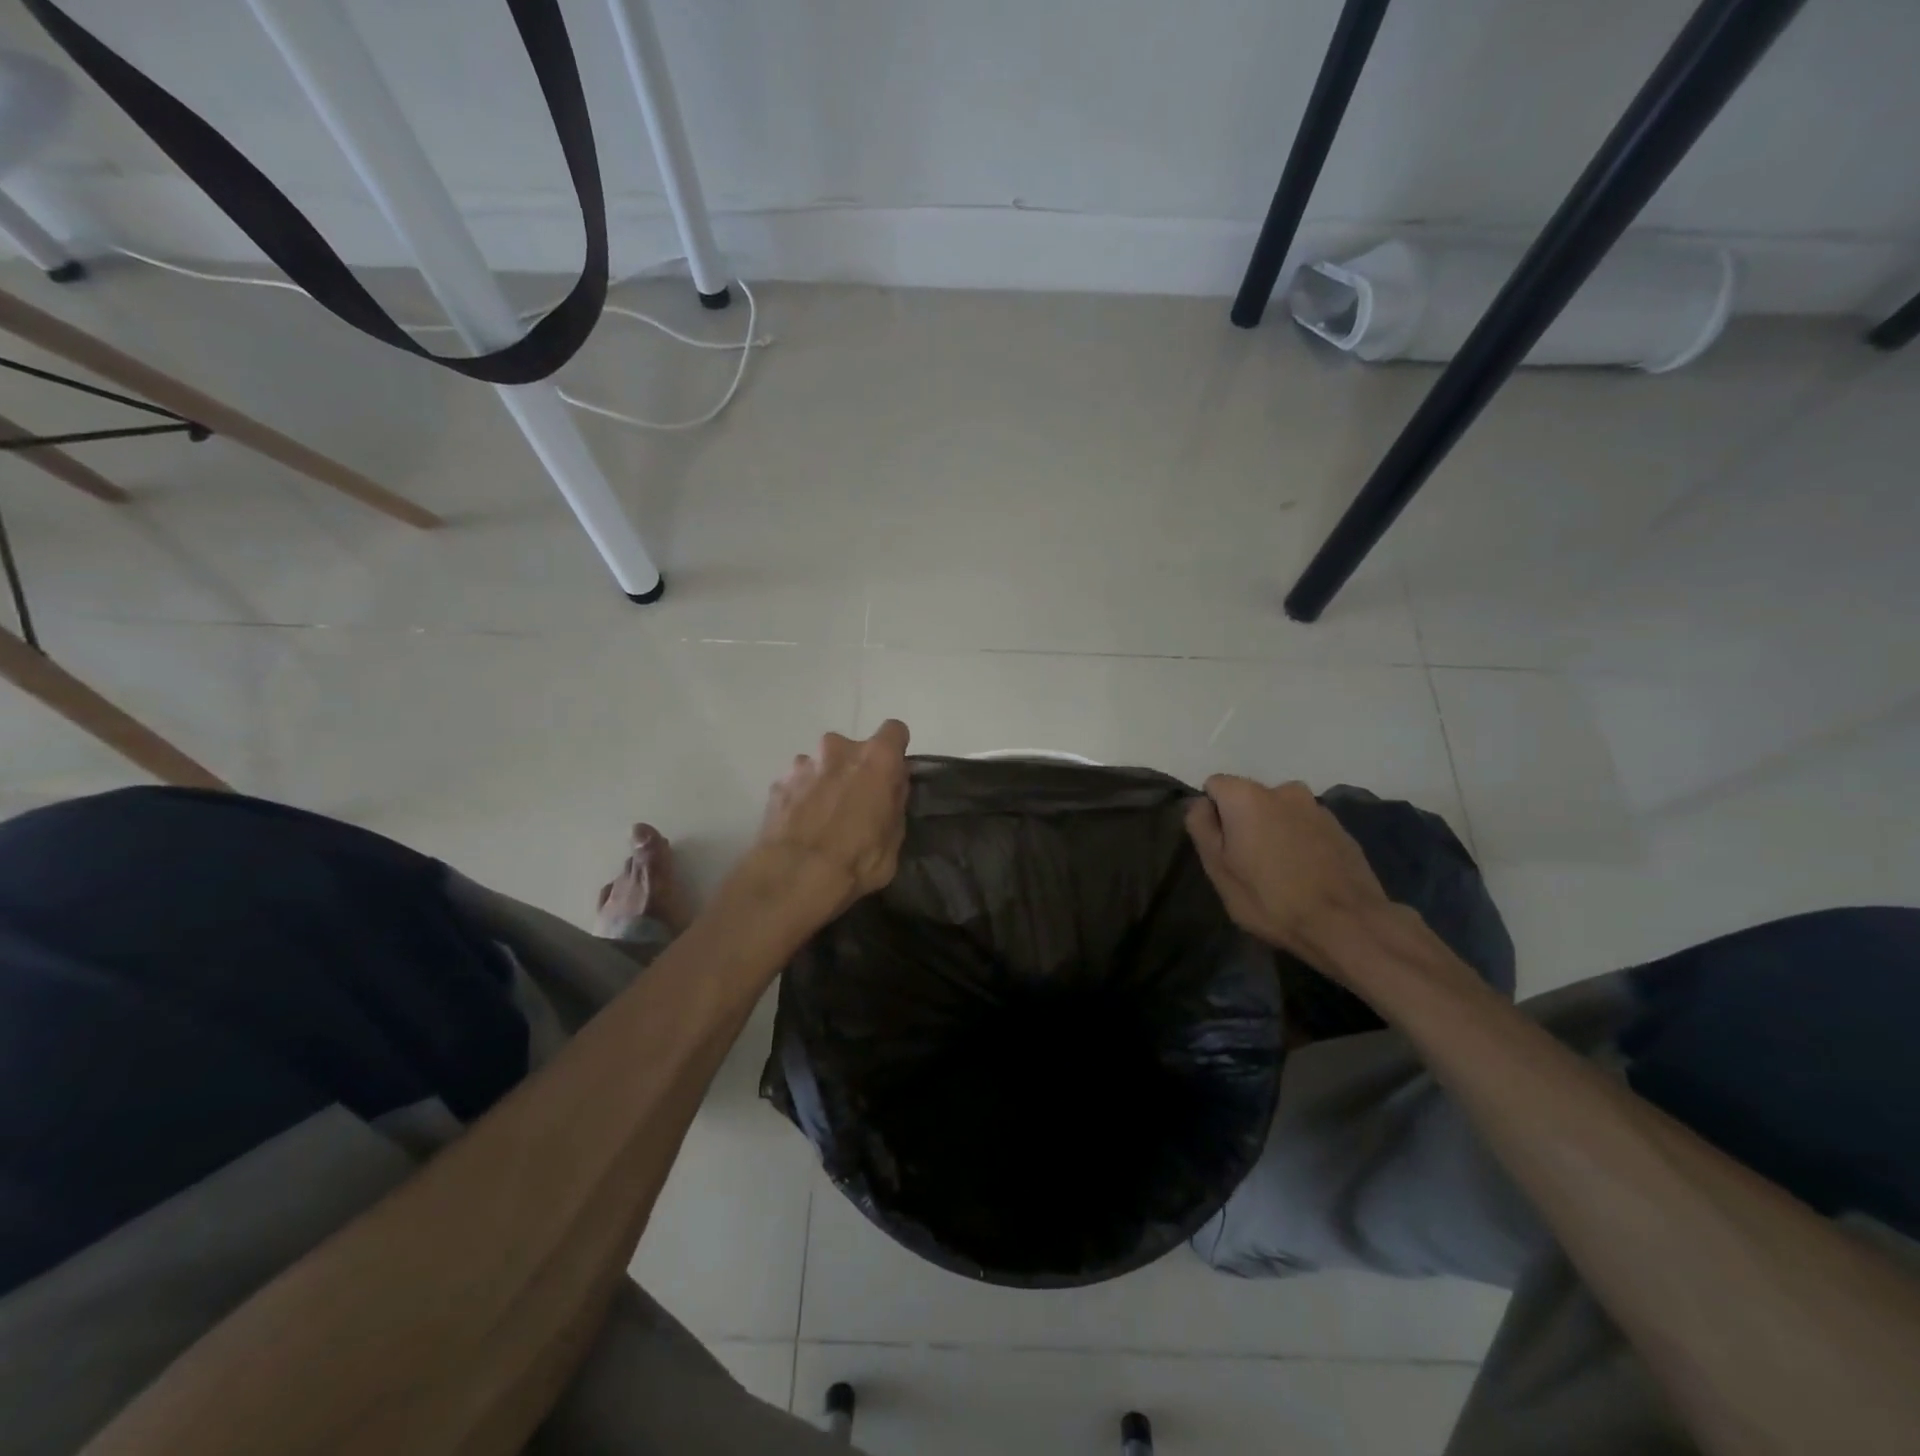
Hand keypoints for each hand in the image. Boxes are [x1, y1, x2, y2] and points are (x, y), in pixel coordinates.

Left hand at [743, 720, 911, 923]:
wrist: (794, 876)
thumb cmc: (857, 859)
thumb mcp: (894, 838)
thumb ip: (894, 802)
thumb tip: (891, 787)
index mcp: (876, 758)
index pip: (894, 731)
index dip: (895, 751)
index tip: (892, 774)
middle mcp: (838, 749)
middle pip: (853, 749)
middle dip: (855, 769)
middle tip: (855, 802)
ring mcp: (803, 764)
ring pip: (821, 765)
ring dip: (825, 781)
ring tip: (822, 817)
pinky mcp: (777, 783)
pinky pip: (797, 783)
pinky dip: (801, 796)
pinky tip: (800, 825)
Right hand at [1185, 776, 1391, 969]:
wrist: (1347, 923)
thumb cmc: (1270, 897)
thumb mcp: (1218, 868)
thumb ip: (1202, 827)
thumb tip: (1200, 804)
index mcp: (1247, 795)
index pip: (1214, 786)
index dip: (1211, 815)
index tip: (1220, 848)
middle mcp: (1283, 789)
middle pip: (1248, 798)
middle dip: (1243, 822)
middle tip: (1247, 865)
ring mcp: (1316, 807)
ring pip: (1279, 813)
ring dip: (1273, 832)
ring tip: (1280, 873)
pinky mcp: (1341, 828)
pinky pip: (1305, 828)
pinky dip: (1299, 843)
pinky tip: (1306, 875)